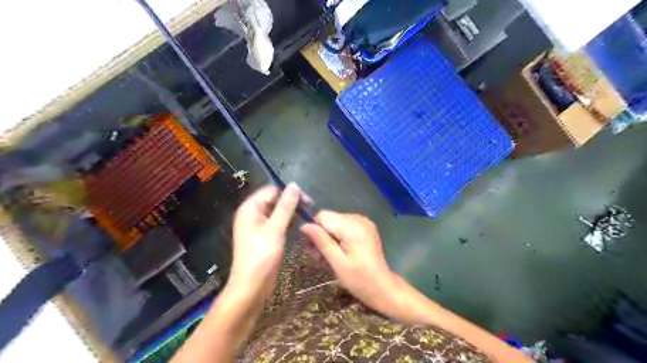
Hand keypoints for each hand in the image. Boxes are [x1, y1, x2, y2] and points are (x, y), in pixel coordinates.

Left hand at [230, 183, 300, 302]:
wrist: (251, 286)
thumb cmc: (261, 256)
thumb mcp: (275, 229)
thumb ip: (285, 206)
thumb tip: (294, 185)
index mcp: (250, 208)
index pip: (271, 191)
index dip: (289, 192)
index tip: (308, 200)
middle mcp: (253, 214)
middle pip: (274, 200)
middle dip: (291, 202)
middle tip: (310, 208)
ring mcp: (259, 226)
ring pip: (277, 212)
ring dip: (291, 212)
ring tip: (307, 215)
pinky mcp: (265, 236)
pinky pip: (277, 223)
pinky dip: (288, 222)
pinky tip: (299, 224)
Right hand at [302, 211, 402, 315]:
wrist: (382, 287)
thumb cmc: (359, 279)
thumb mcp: (336, 262)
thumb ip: (321, 241)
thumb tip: (304, 225)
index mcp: (352, 226)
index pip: (323, 216)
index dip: (315, 231)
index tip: (316, 250)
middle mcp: (358, 218)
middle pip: (329, 220)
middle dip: (322, 237)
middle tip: (322, 259)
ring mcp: (363, 222)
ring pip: (334, 224)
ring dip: (329, 240)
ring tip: (331, 259)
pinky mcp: (364, 228)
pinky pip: (344, 227)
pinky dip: (338, 239)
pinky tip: (340, 254)